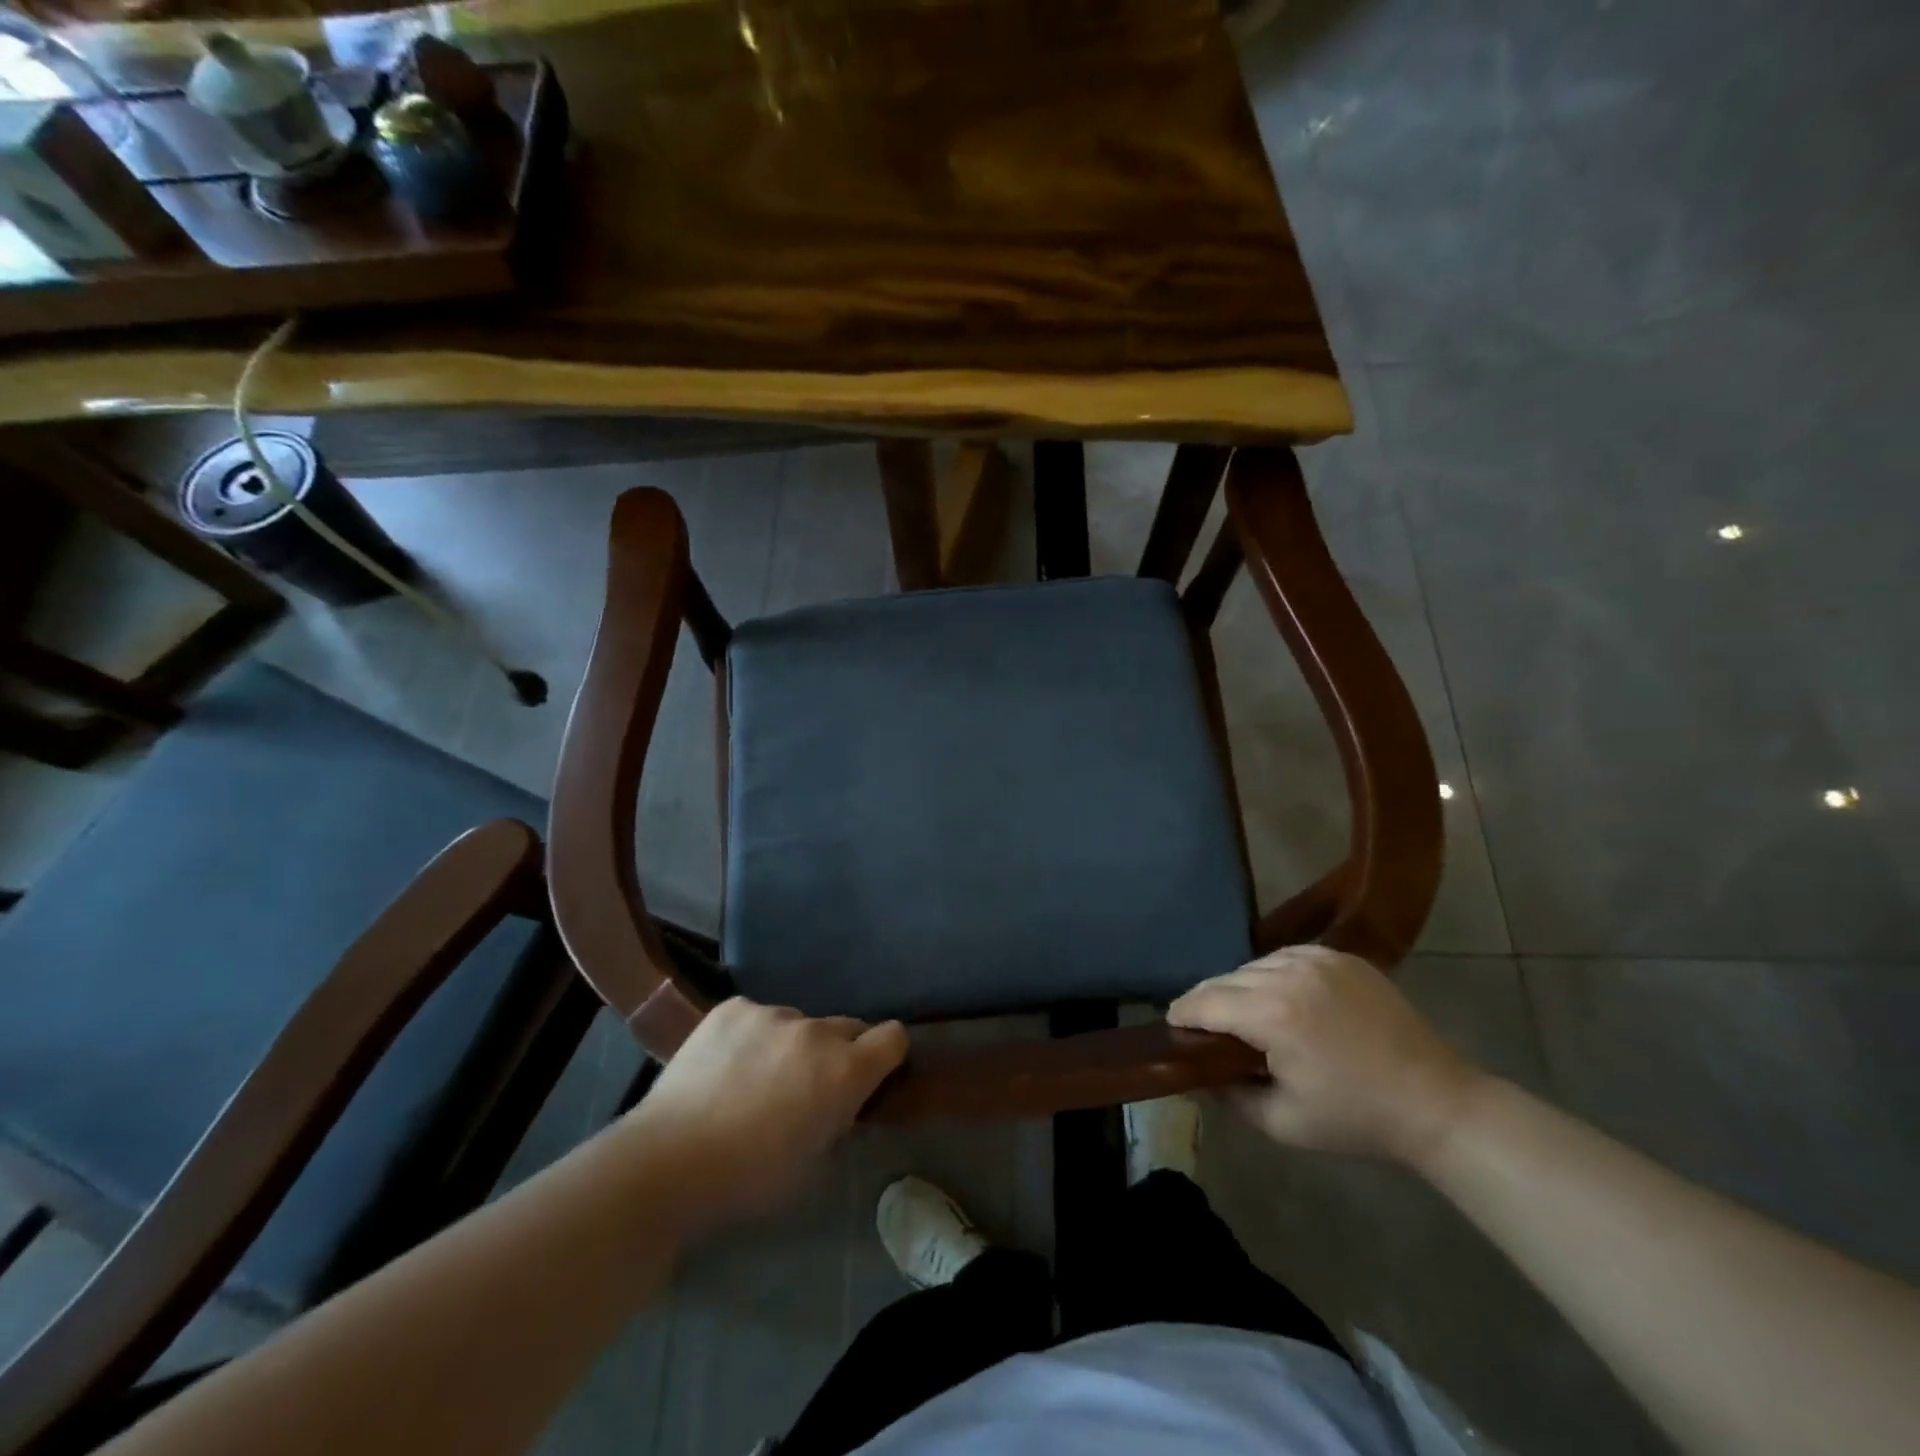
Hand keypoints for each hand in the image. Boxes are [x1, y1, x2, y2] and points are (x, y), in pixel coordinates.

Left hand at [621, 998, 907, 1226]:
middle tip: (807, 1086)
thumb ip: (837, 1119)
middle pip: (848, 1027)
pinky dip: (752, 1036)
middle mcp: (816, 1031)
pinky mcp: (733, 1008)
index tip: (872, 1074)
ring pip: (799, 1023)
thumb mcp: (814, 1164)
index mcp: (845, 1070)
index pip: (893, 1037)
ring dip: (792, 1045)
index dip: (887, 1055)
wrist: (669, 1161)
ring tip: (754, 1079)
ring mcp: (772, 1013)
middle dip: (838, 1052)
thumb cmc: (749, 1179)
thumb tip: (838, 1101)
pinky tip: (724, 1067)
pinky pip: (758, 1017)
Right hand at [1169, 946, 1485, 1165]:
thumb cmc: (1355, 1119)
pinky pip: (1286, 956)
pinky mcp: (1340, 956)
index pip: (1205, 1002)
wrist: (1435, 1102)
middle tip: (1204, 1026)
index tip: (1172, 1025)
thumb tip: (1196, 1076)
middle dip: (1208, 1001)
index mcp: (1272, 1015)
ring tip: (1244, 1013)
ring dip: (1240, 986)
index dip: (1181, 1013)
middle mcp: (1288, 975)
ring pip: (1253, 964)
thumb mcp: (1281, 1123)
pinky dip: (1272, 973)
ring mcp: (1317, 959)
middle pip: (1225, 979)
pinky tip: (1279, 996)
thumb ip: (1228, 1096)